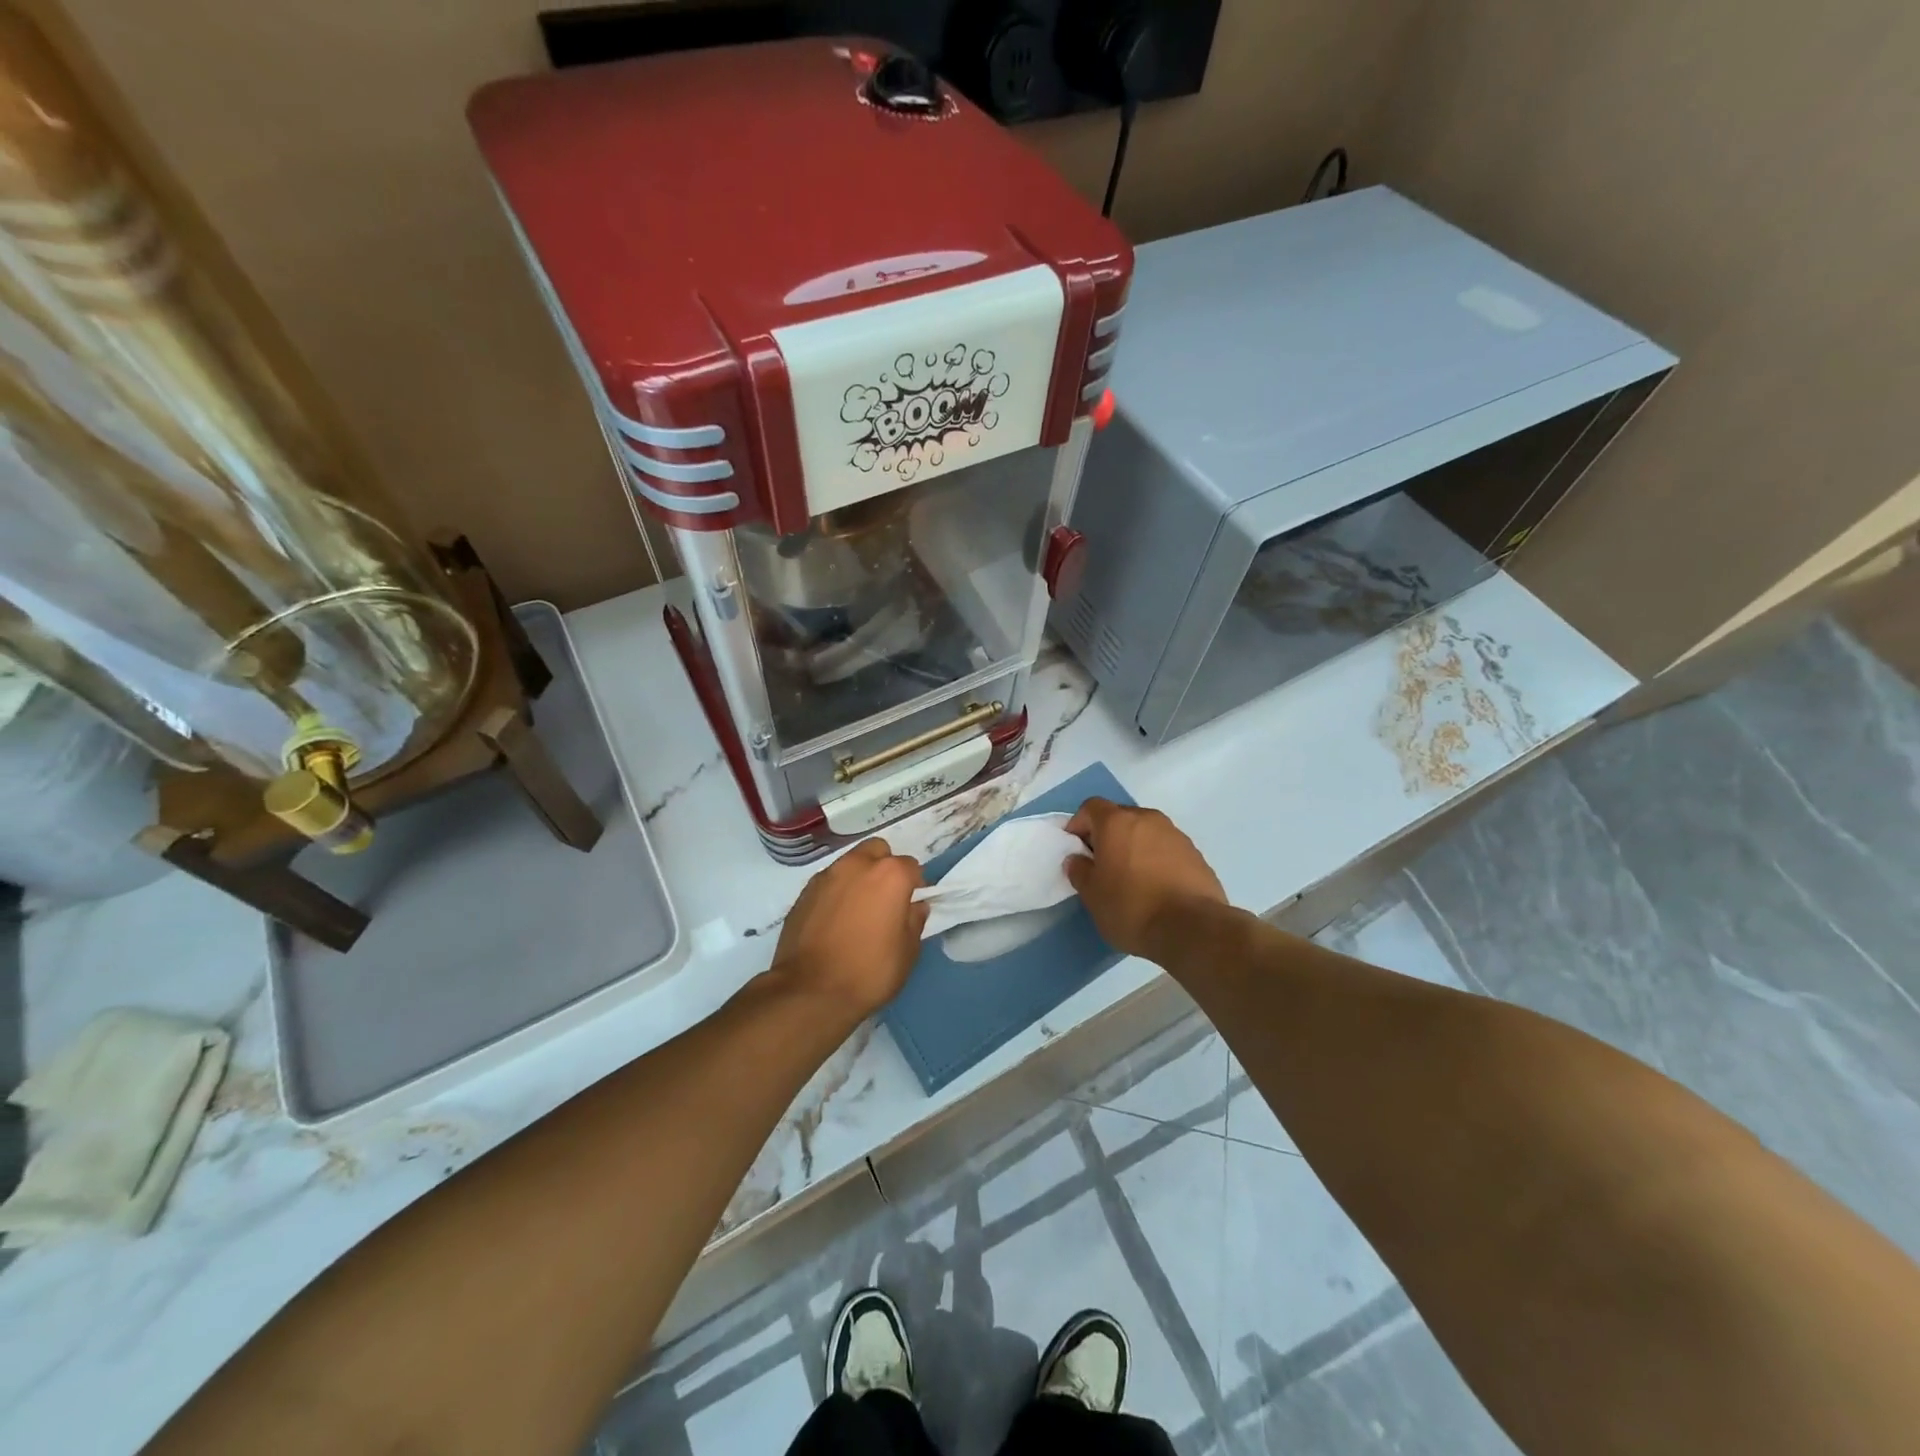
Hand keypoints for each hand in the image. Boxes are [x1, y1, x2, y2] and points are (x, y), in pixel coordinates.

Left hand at [770, 838, 927, 1018]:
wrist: (810, 991)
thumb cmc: (869, 972)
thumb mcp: (907, 952)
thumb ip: (915, 921)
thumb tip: (916, 906)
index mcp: (890, 875)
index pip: (912, 867)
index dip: (915, 886)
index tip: (910, 906)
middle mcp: (857, 865)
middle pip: (878, 851)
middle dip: (885, 867)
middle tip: (885, 899)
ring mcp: (826, 876)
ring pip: (850, 863)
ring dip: (858, 877)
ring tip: (857, 910)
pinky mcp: (804, 892)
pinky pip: (828, 882)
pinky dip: (836, 892)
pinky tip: (834, 920)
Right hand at [1064, 798, 1227, 960]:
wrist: (1191, 928)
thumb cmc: (1131, 907)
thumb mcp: (1092, 895)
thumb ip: (1079, 871)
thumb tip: (1077, 859)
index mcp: (1117, 822)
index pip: (1090, 807)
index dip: (1079, 824)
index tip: (1075, 849)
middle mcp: (1147, 819)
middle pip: (1120, 817)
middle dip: (1107, 835)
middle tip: (1101, 865)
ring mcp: (1175, 834)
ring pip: (1145, 832)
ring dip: (1134, 847)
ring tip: (1131, 878)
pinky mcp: (1196, 854)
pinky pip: (1166, 848)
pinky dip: (1156, 859)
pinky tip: (1156, 887)